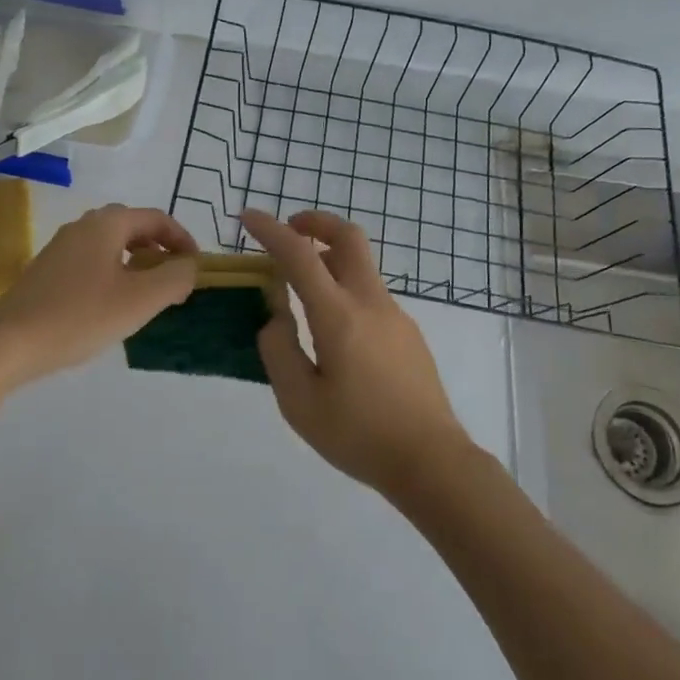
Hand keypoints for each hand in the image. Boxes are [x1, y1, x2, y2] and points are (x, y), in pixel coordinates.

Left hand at [0, 203, 197, 383]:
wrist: (8, 343)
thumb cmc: (80, 316)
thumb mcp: (140, 300)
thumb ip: (174, 278)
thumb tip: (189, 266)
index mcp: (107, 224)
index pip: (156, 219)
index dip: (182, 239)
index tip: (196, 267)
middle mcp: (82, 226)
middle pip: (132, 228)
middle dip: (158, 250)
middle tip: (173, 280)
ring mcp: (60, 248)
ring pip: (110, 246)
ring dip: (135, 264)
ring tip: (147, 296)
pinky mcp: (46, 272)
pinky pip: (91, 263)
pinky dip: (112, 275)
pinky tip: (111, 307)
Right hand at [242, 209, 470, 495]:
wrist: (432, 462)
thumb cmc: (359, 434)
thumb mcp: (299, 402)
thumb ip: (279, 350)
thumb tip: (276, 317)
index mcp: (339, 316)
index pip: (299, 256)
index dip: (271, 230)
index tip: (248, 217)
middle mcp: (370, 303)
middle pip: (348, 238)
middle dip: (315, 222)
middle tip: (289, 230)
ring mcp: (395, 315)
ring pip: (361, 266)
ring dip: (329, 259)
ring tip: (300, 290)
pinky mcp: (408, 333)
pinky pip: (370, 294)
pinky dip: (344, 289)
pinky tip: (333, 333)